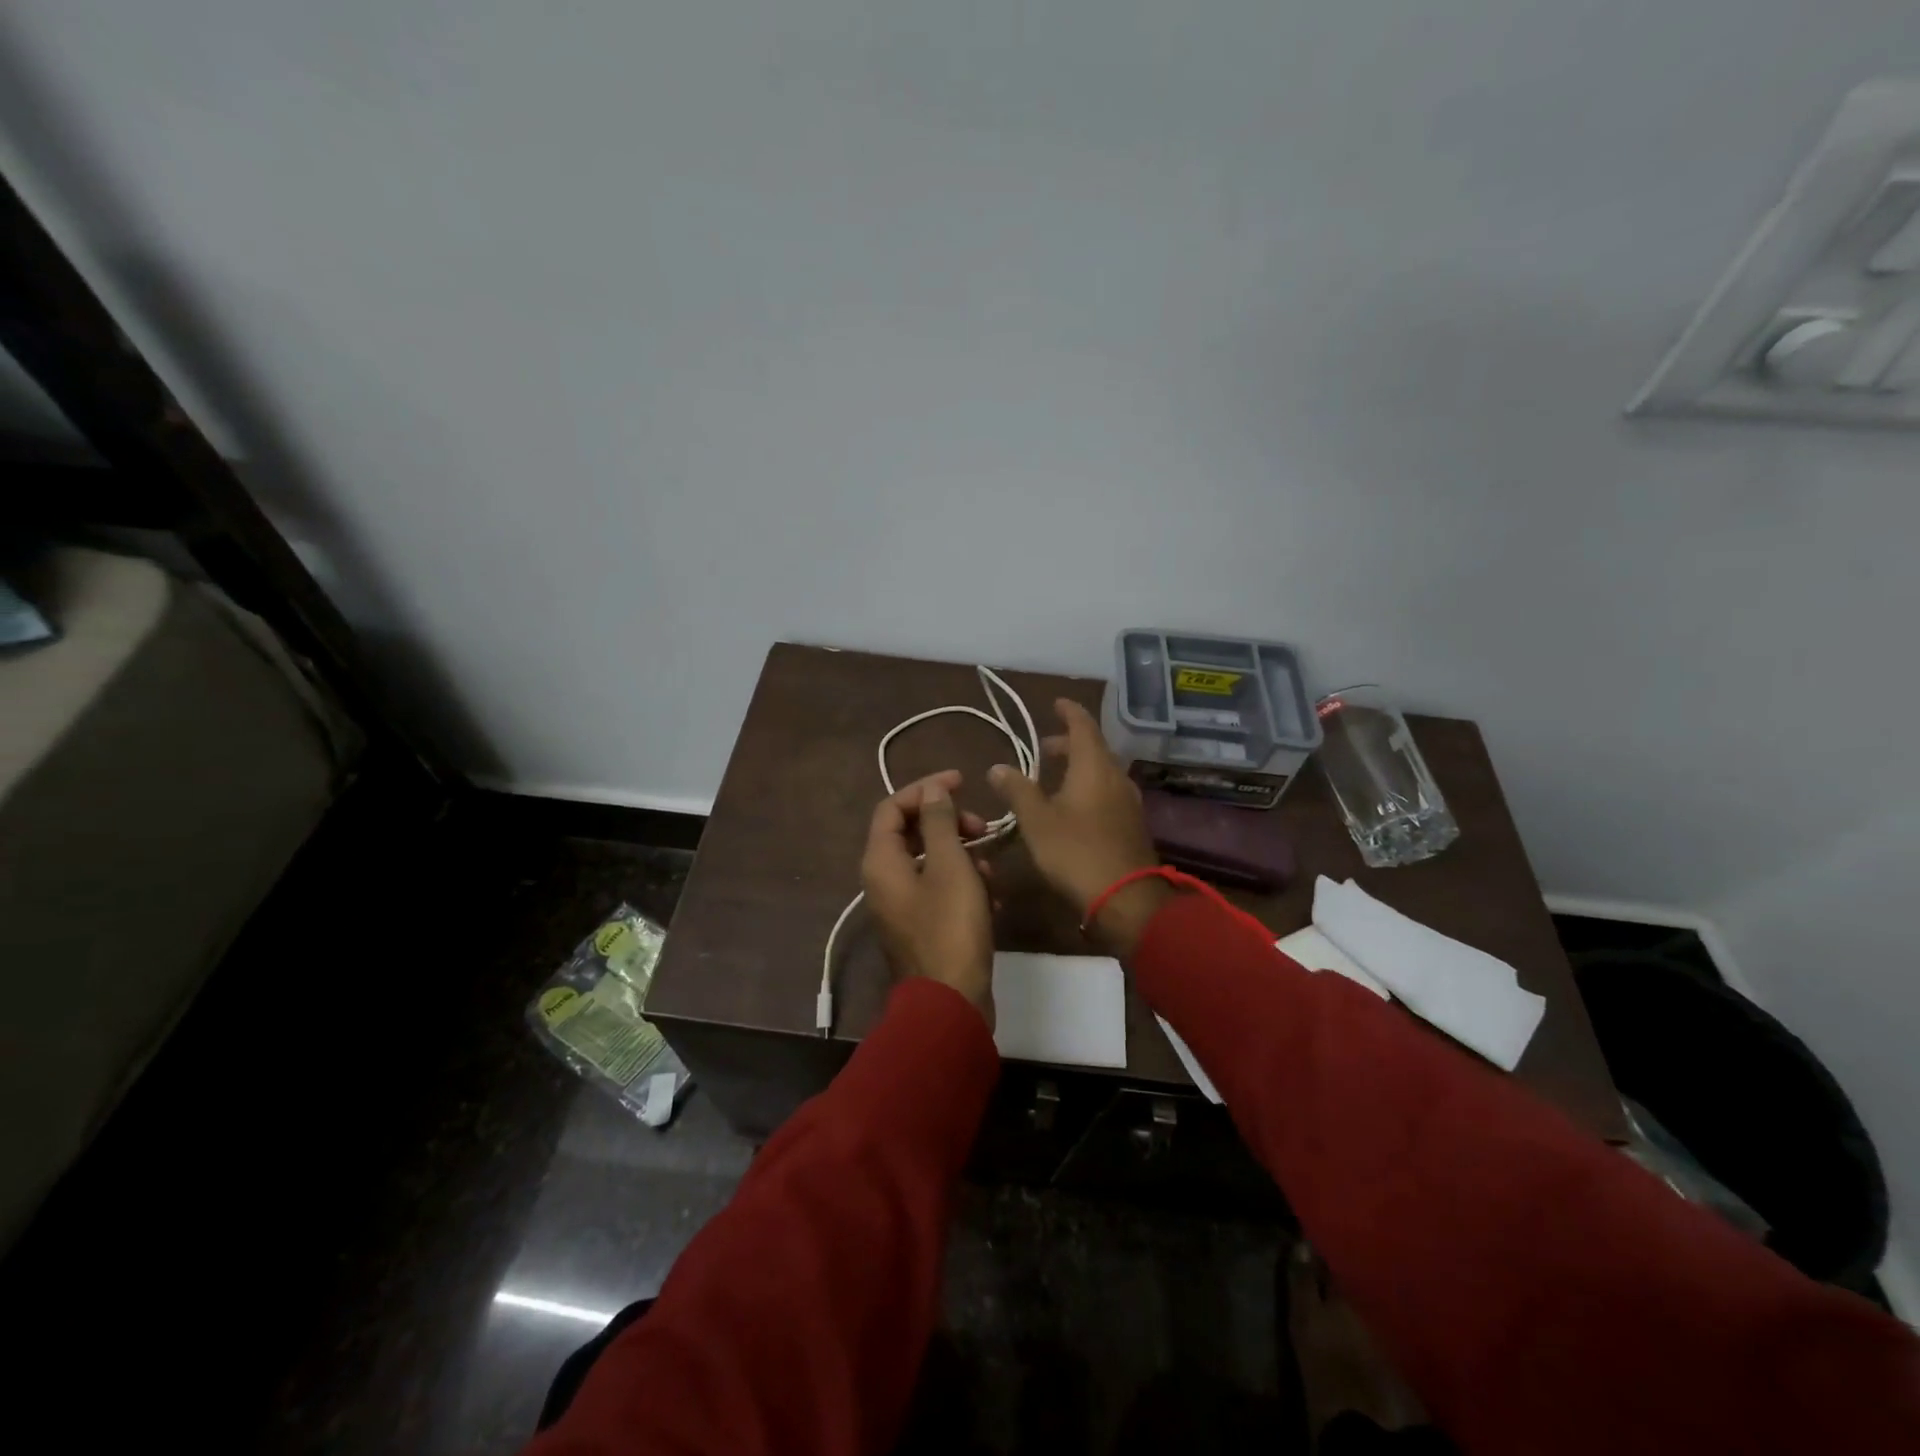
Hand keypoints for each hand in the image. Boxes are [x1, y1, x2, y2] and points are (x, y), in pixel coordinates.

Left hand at [861, 770, 995, 1024]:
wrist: (950, 1003)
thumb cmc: (950, 928)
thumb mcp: (950, 866)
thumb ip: (939, 823)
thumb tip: (933, 790)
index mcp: (881, 861)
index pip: (893, 806)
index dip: (925, 789)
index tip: (961, 783)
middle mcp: (883, 880)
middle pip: (911, 833)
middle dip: (950, 824)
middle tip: (983, 828)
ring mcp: (901, 906)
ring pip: (931, 862)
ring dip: (963, 856)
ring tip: (992, 869)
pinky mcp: (921, 926)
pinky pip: (939, 890)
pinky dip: (964, 885)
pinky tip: (993, 898)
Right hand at [987, 699, 1170, 953]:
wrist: (1126, 898)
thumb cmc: (1076, 852)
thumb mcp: (1037, 821)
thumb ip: (1018, 790)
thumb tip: (998, 767)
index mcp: (1094, 766)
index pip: (1083, 725)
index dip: (1068, 711)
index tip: (1055, 703)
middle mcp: (1116, 776)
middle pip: (1094, 748)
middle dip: (1069, 743)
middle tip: (1045, 747)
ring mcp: (1128, 801)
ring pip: (1102, 771)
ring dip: (1079, 767)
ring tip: (1054, 777)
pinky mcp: (1131, 823)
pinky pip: (1108, 791)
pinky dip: (1089, 786)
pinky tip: (1073, 806)